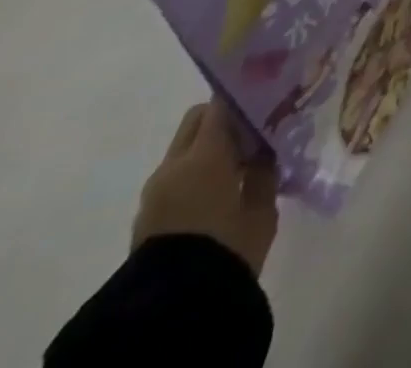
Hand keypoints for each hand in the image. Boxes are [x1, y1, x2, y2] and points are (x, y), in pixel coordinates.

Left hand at [132, 101, 279, 276]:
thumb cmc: (225, 249)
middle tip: (251, 135)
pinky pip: (174, 179)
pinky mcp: (145, 219)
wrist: (170, 314)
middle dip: (222, 121)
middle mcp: (174, 164)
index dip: (243, 97)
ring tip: (235, 170)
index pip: (221, 103)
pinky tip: (215, 197)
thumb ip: (264, 171)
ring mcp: (154, 192)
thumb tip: (265, 150)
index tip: (264, 101)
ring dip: (206, 151)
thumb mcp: (261, 208)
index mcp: (205, 153)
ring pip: (183, 151)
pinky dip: (193, 176)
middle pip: (197, 120)